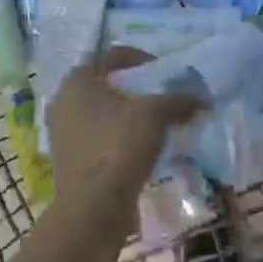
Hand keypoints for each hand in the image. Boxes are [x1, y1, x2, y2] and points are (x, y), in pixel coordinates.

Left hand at [47, 49, 202, 219]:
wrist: (93, 206)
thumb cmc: (119, 145)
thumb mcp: (155, 114)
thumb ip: (178, 100)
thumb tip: (201, 99)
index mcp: (77, 79)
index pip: (112, 55)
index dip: (141, 59)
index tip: (163, 72)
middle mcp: (62, 100)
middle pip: (104, 84)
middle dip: (132, 89)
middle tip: (158, 97)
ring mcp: (61, 131)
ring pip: (99, 113)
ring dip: (124, 115)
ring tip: (152, 125)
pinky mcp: (66, 158)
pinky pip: (95, 137)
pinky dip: (116, 137)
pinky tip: (138, 149)